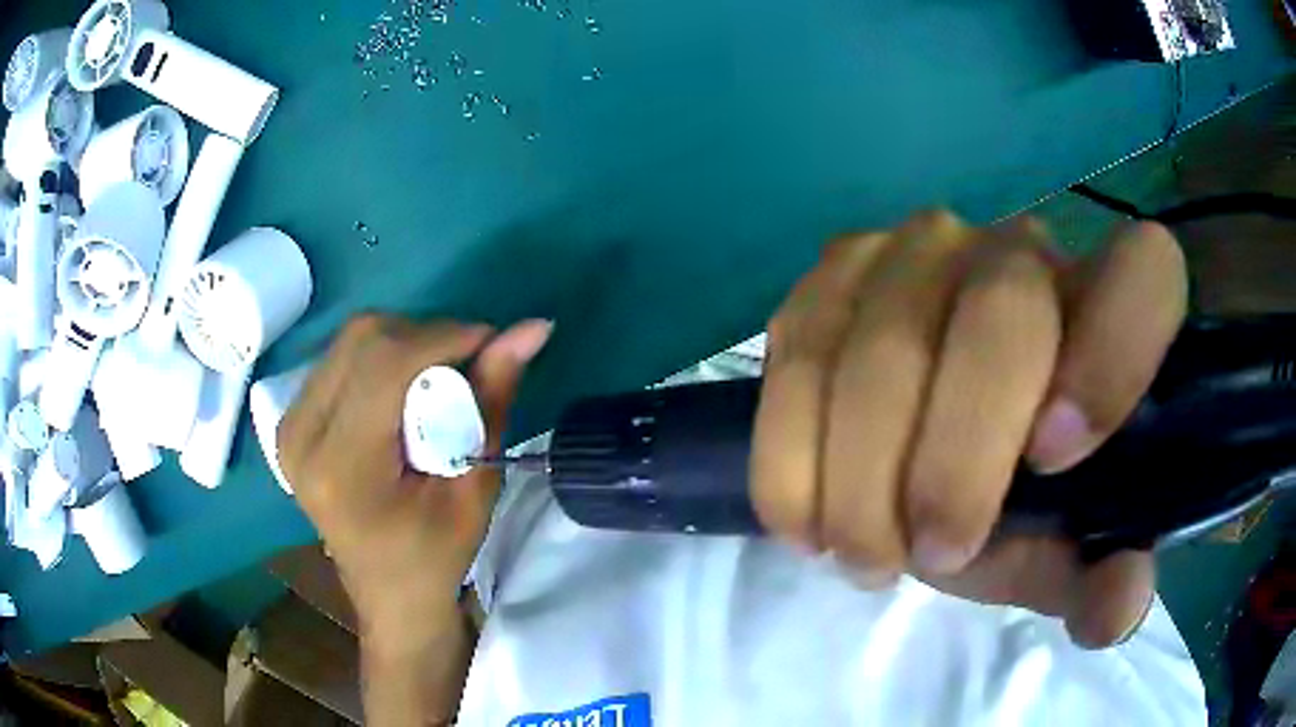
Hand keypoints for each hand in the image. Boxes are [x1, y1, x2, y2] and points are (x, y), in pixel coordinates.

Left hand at [278, 314, 551, 645]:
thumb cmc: (436, 557)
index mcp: (342, 467)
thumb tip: (532, 328)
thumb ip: (493, 401)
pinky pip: (339, 359)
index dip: (443, 337)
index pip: (385, 365)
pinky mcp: (289, 421)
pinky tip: (403, 391)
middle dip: (425, 336)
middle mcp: (301, 436)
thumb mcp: (474, 489)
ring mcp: (287, 425)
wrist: (388, 596)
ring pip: (350, 341)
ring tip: (437, 380)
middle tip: (466, 365)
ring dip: (404, 344)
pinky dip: (381, 358)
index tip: (491, 341)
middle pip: (363, 339)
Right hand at [751, 211, 1186, 647]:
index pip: (1148, 271)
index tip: (1052, 462)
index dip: (1114, 356)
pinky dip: (791, 456)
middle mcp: (1018, 250)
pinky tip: (803, 520)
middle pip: (999, 315)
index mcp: (1107, 305)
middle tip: (932, 558)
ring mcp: (916, 249)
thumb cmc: (1025, 489)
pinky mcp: (832, 276)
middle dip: (958, 462)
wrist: (936, 437)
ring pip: (882, 344)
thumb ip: (1103, 575)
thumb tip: (1115, 613)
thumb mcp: (1068, 546)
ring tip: (864, 556)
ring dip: (862, 477)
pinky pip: (797, 352)